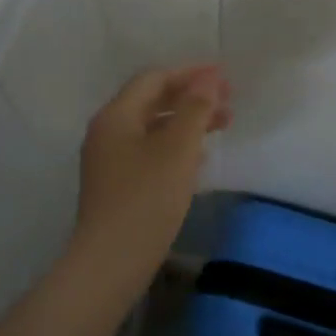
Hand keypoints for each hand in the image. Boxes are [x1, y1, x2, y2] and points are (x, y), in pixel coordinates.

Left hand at [72, 64, 231, 283]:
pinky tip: (199, 159)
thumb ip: (195, 109)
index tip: (224, 77)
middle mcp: (107, 132)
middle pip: (152, 102)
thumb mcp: (177, 149)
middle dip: (191, 98)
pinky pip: (149, 152)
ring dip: (187, 123)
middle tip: (229, 103)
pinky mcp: (116, 186)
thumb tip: (208, 78)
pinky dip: (175, 147)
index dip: (190, 73)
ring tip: (221, 127)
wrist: (111, 261)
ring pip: (152, 129)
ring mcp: (109, 161)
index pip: (154, 79)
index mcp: (116, 116)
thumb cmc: (146, 199)